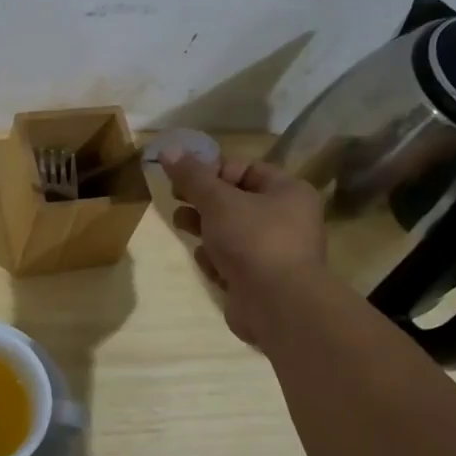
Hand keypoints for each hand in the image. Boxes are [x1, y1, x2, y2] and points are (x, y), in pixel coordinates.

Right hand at [162, 149, 326, 345]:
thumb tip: (167, 150)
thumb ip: (192, 176)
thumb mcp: (218, 200)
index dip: (212, 170)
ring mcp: (275, 252)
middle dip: (203, 200)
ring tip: (181, 224)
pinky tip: (206, 261)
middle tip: (176, 198)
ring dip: (204, 227)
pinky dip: (216, 259)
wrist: (278, 305)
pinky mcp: (260, 281)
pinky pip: (232, 261)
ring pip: (231, 231)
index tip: (184, 178)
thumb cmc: (253, 239)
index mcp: (288, 192)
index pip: (245, 168)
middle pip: (236, 200)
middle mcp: (287, 219)